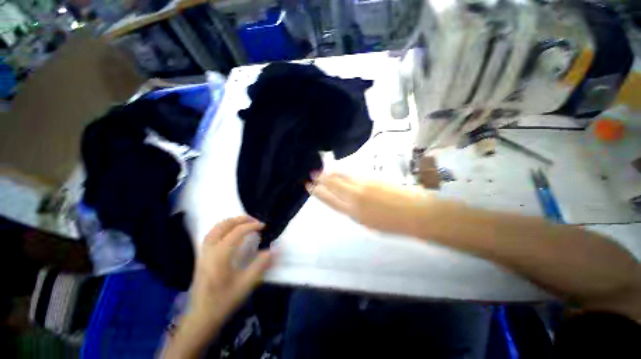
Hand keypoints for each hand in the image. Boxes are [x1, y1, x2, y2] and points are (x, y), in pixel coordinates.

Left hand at [188, 216, 272, 332]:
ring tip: (243, 222)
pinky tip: (229, 233)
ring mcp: (203, 253)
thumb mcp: (245, 285)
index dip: (252, 226)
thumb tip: (274, 249)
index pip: (237, 232)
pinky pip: (211, 235)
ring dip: (230, 222)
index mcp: (220, 255)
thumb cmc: (223, 302)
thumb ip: (260, 265)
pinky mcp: (201, 258)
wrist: (201, 318)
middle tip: (255, 220)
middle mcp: (210, 250)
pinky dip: (222, 228)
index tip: (263, 226)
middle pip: (224, 225)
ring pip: (215, 229)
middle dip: (241, 219)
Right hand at [306, 172, 438, 237]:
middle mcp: (355, 198)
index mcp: (354, 213)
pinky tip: (338, 170)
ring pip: (341, 178)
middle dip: (321, 180)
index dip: (319, 193)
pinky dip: (343, 172)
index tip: (309, 187)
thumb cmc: (394, 224)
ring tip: (322, 171)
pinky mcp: (371, 178)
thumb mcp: (370, 223)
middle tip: (312, 175)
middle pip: (333, 187)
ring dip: (330, 174)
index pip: (330, 201)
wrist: (417, 214)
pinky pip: (352, 174)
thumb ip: (356, 211)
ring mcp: (363, 186)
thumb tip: (346, 201)